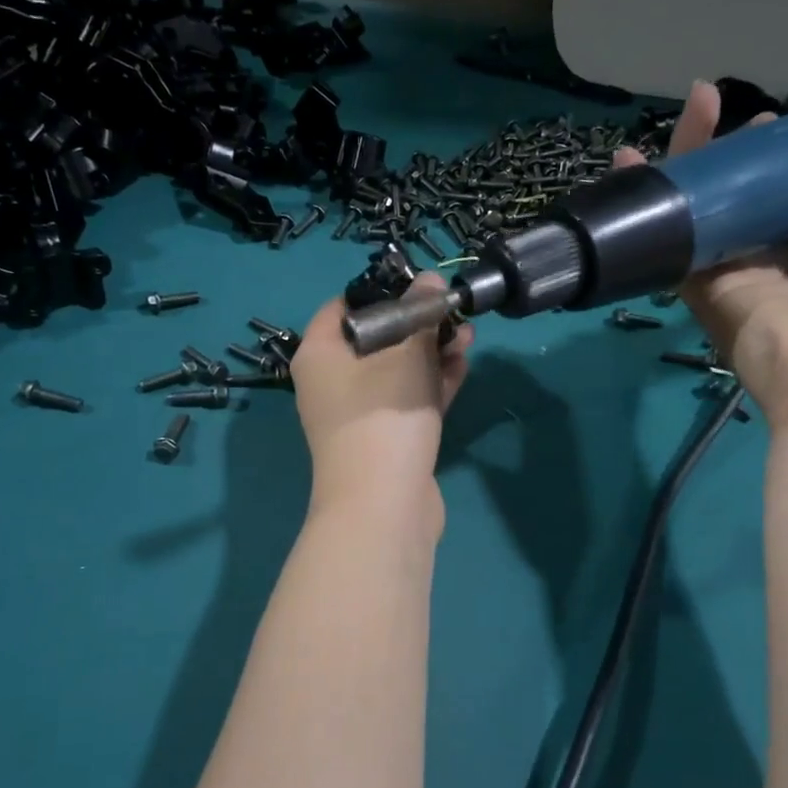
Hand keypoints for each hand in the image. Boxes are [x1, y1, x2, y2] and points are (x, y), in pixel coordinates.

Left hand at [289, 275, 474, 511]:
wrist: (383, 506)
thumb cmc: (384, 416)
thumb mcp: (407, 355)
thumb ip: (420, 314)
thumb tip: (429, 282)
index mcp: (320, 354)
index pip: (343, 306)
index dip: (381, 290)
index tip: (418, 287)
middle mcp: (331, 381)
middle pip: (375, 338)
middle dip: (417, 324)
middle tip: (452, 311)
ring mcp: (357, 413)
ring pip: (395, 370)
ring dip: (430, 353)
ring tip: (467, 335)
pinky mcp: (383, 438)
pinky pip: (405, 399)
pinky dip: (430, 383)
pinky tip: (462, 365)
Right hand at [615, 80, 787, 431]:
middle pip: (759, 196)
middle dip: (749, 153)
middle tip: (747, 113)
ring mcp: (743, 273)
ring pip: (715, 209)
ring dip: (698, 162)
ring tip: (698, 104)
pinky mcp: (706, 287)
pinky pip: (678, 238)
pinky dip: (656, 201)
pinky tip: (634, 160)